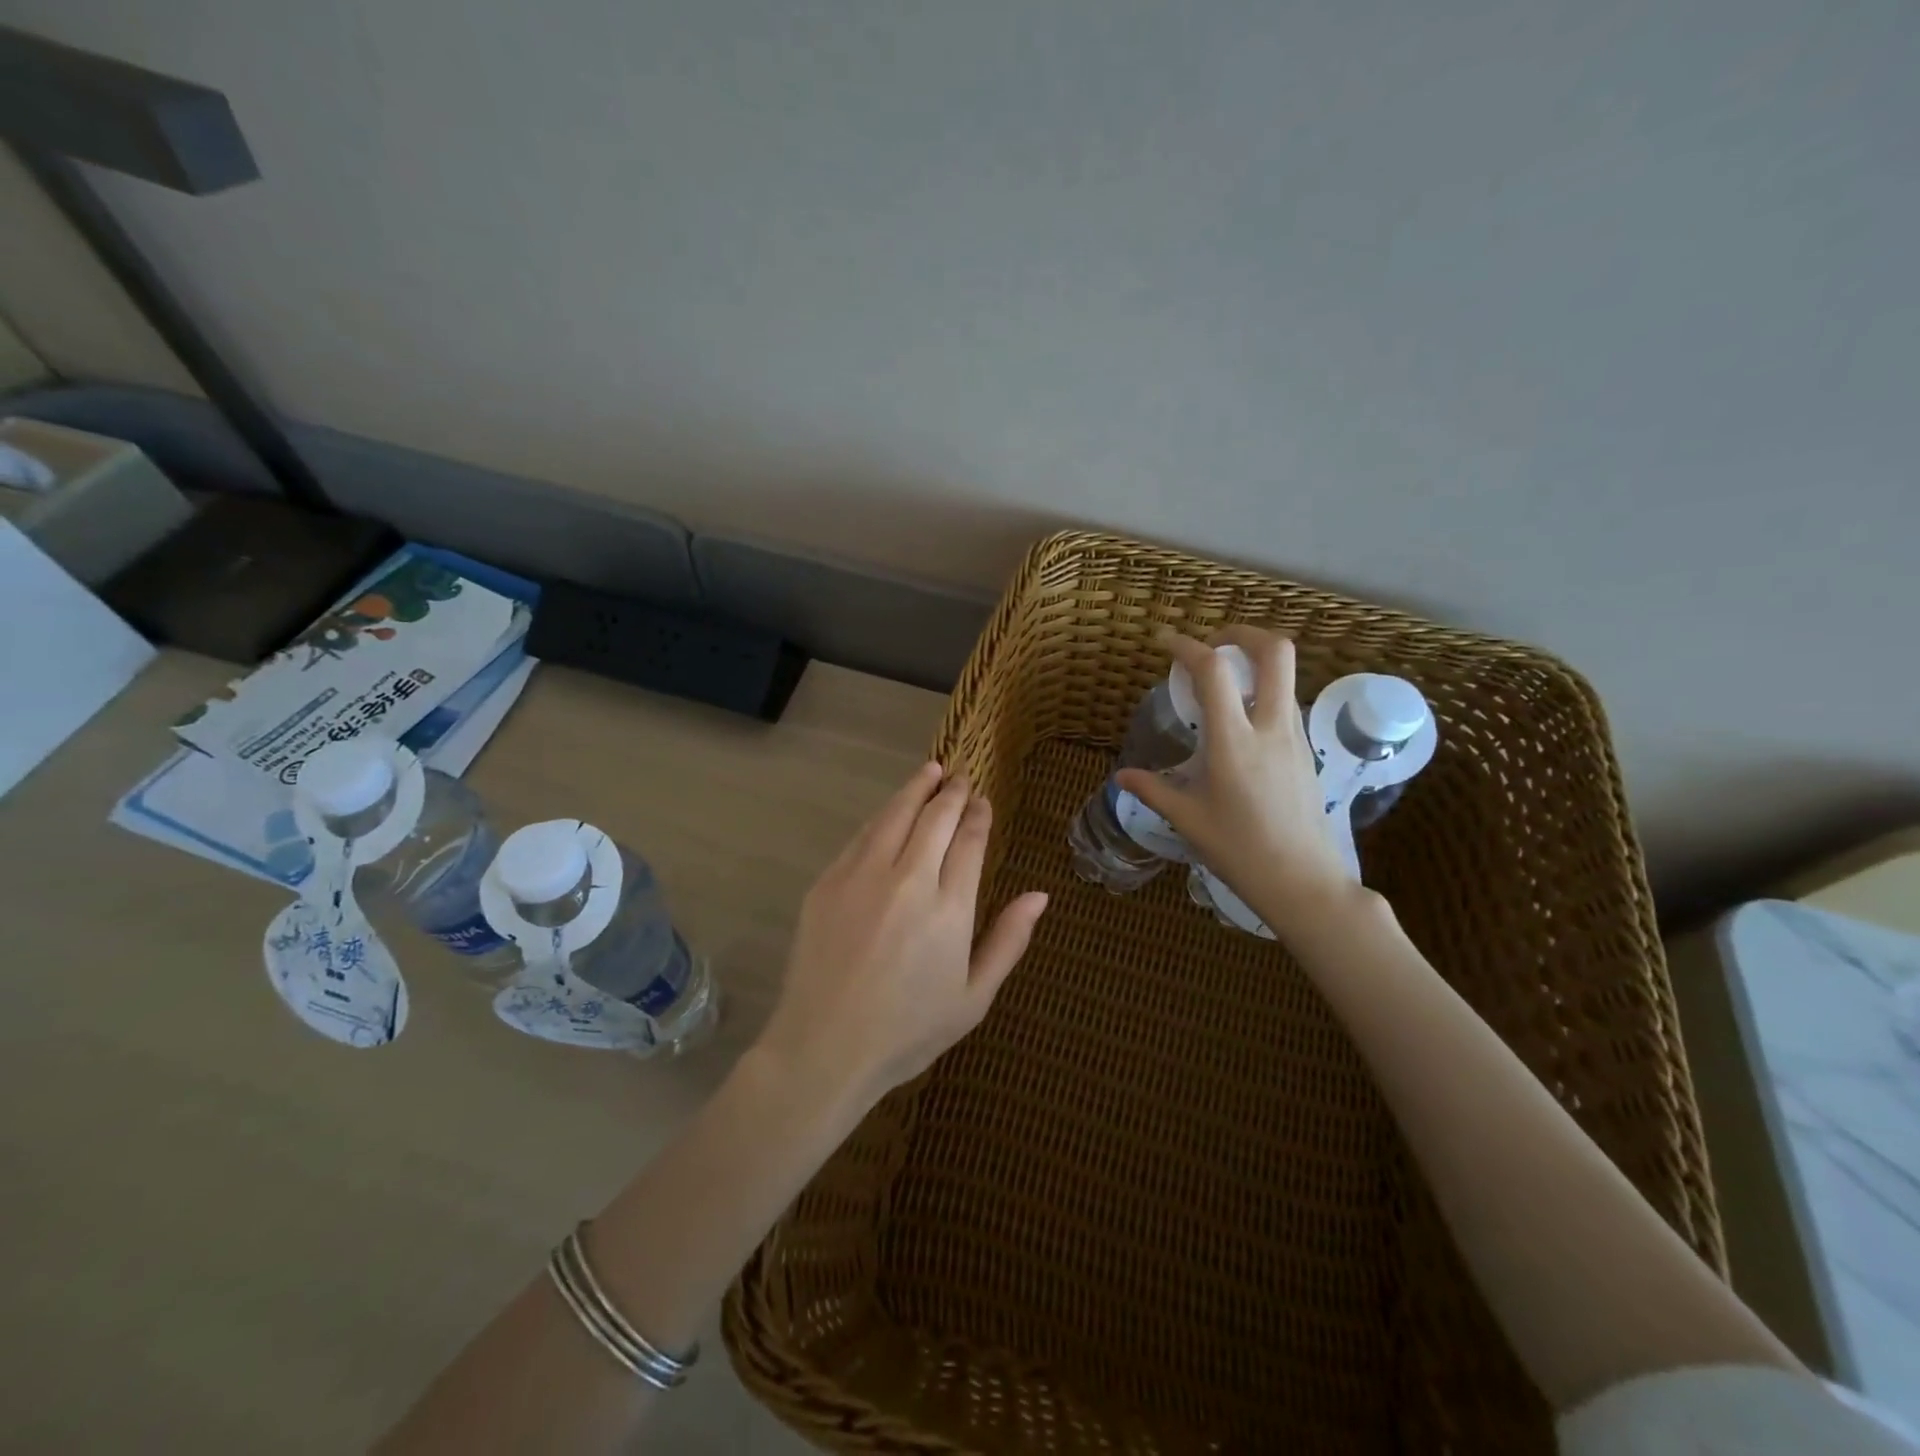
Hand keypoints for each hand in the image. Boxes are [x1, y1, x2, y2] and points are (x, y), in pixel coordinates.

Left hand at [756, 762, 1048, 1112]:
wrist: (825, 1048)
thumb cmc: (908, 1030)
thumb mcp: (974, 997)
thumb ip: (1009, 940)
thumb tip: (1039, 894)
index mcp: (949, 907)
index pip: (969, 840)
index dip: (978, 814)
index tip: (982, 800)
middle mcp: (908, 879)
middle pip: (935, 817)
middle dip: (952, 793)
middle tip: (961, 778)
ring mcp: (863, 876)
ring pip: (895, 814)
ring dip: (916, 788)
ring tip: (930, 771)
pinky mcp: (828, 882)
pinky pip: (862, 835)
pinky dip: (882, 815)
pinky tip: (890, 811)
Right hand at [1116, 627, 1353, 933]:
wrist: (1303, 882)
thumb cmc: (1240, 851)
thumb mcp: (1188, 820)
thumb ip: (1153, 790)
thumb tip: (1122, 777)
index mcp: (1235, 742)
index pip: (1214, 672)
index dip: (1187, 646)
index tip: (1165, 643)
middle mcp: (1271, 727)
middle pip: (1275, 651)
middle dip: (1241, 634)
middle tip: (1210, 646)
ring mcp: (1296, 737)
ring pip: (1286, 675)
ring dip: (1254, 663)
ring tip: (1221, 683)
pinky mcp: (1306, 751)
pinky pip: (1287, 702)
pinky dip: (1263, 691)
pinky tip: (1240, 721)